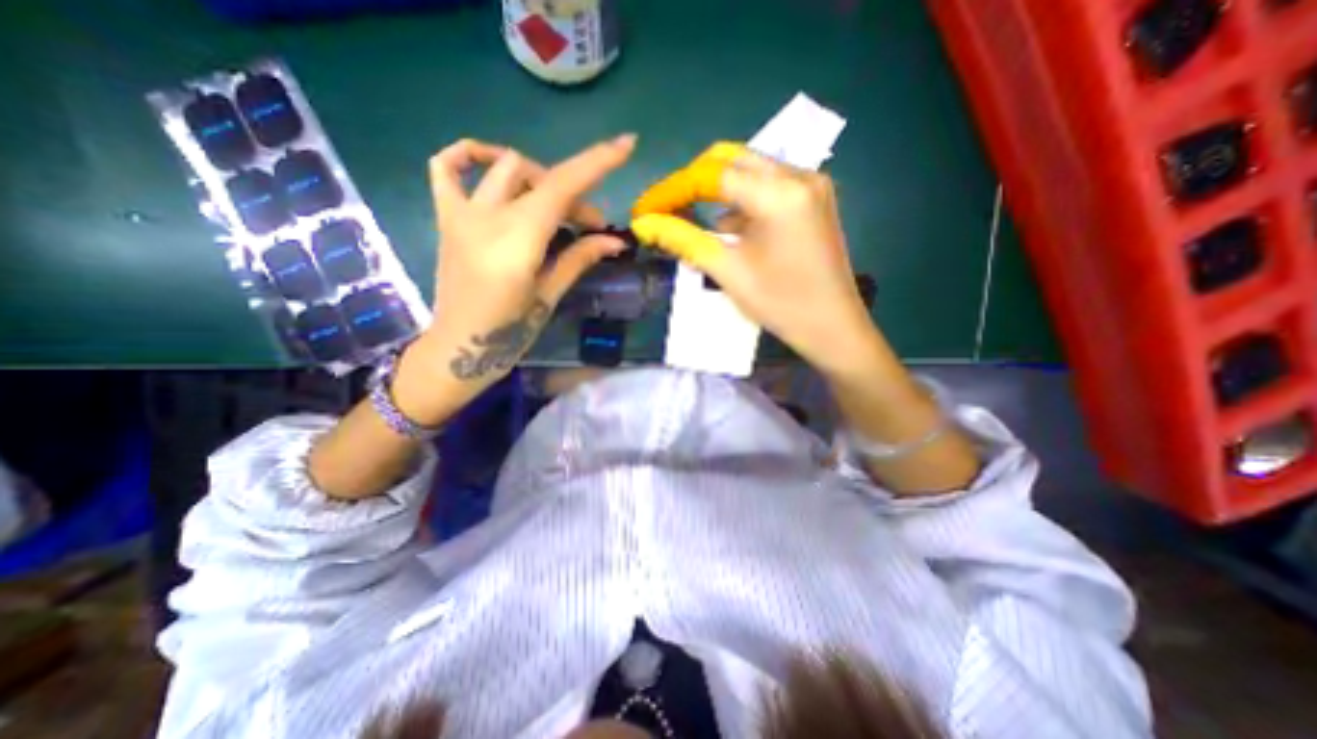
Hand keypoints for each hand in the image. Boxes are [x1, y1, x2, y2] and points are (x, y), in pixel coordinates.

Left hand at [399, 135, 641, 414]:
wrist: (458, 348)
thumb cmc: (509, 331)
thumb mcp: (549, 295)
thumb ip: (580, 258)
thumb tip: (616, 241)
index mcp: (519, 241)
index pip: (562, 187)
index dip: (597, 162)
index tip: (626, 144)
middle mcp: (488, 217)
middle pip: (542, 180)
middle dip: (576, 196)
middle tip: (592, 226)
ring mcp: (462, 214)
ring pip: (506, 168)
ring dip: (541, 180)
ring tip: (555, 206)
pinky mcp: (446, 218)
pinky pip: (447, 169)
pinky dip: (469, 155)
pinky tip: (491, 162)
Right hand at [631, 142, 878, 378]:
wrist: (834, 328)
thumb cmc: (781, 304)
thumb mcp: (728, 272)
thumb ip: (684, 240)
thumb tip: (644, 224)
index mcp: (779, 193)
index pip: (712, 175)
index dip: (672, 189)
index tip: (645, 208)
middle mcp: (799, 174)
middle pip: (731, 160)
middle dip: (693, 182)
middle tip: (666, 208)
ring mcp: (811, 185)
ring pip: (750, 171)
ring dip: (717, 192)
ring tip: (691, 219)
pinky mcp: (814, 199)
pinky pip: (768, 187)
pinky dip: (742, 202)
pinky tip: (731, 230)